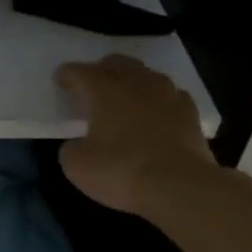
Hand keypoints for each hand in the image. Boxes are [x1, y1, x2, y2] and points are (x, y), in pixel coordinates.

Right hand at [56, 55, 214, 217]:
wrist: (180, 188)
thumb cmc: (122, 171)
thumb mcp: (77, 166)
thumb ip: (72, 148)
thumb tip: (79, 144)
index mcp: (105, 90)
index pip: (80, 72)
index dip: (67, 75)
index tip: (60, 80)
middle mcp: (137, 83)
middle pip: (117, 63)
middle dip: (101, 70)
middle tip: (92, 85)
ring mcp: (168, 95)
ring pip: (146, 76)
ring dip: (132, 82)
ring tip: (125, 98)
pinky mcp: (191, 113)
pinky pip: (170, 96)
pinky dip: (158, 101)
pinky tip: (155, 114)